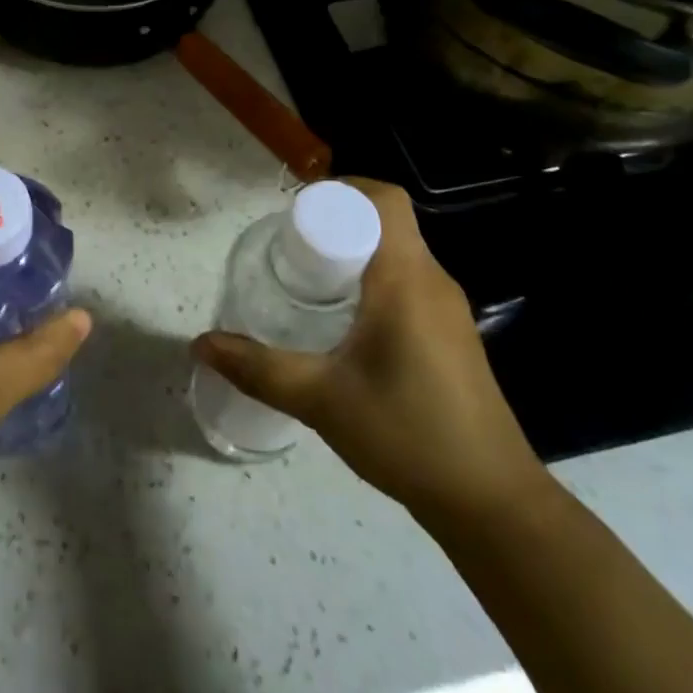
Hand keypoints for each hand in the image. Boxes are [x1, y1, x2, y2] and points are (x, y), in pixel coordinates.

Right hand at [192, 178, 548, 527]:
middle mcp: (433, 282)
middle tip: (288, 249)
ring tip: (305, 280)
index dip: (341, 189)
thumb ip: (257, 367)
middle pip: (386, 223)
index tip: (295, 213)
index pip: (384, 201)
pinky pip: (407, 282)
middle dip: (335, 223)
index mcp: (406, 280)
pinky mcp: (450, 335)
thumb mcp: (320, 399)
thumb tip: (201, 344)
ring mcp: (447, 310)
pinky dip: (370, 280)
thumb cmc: (407, 435)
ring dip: (353, 253)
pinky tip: (340, 321)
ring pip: (397, 254)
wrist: (491, 502)